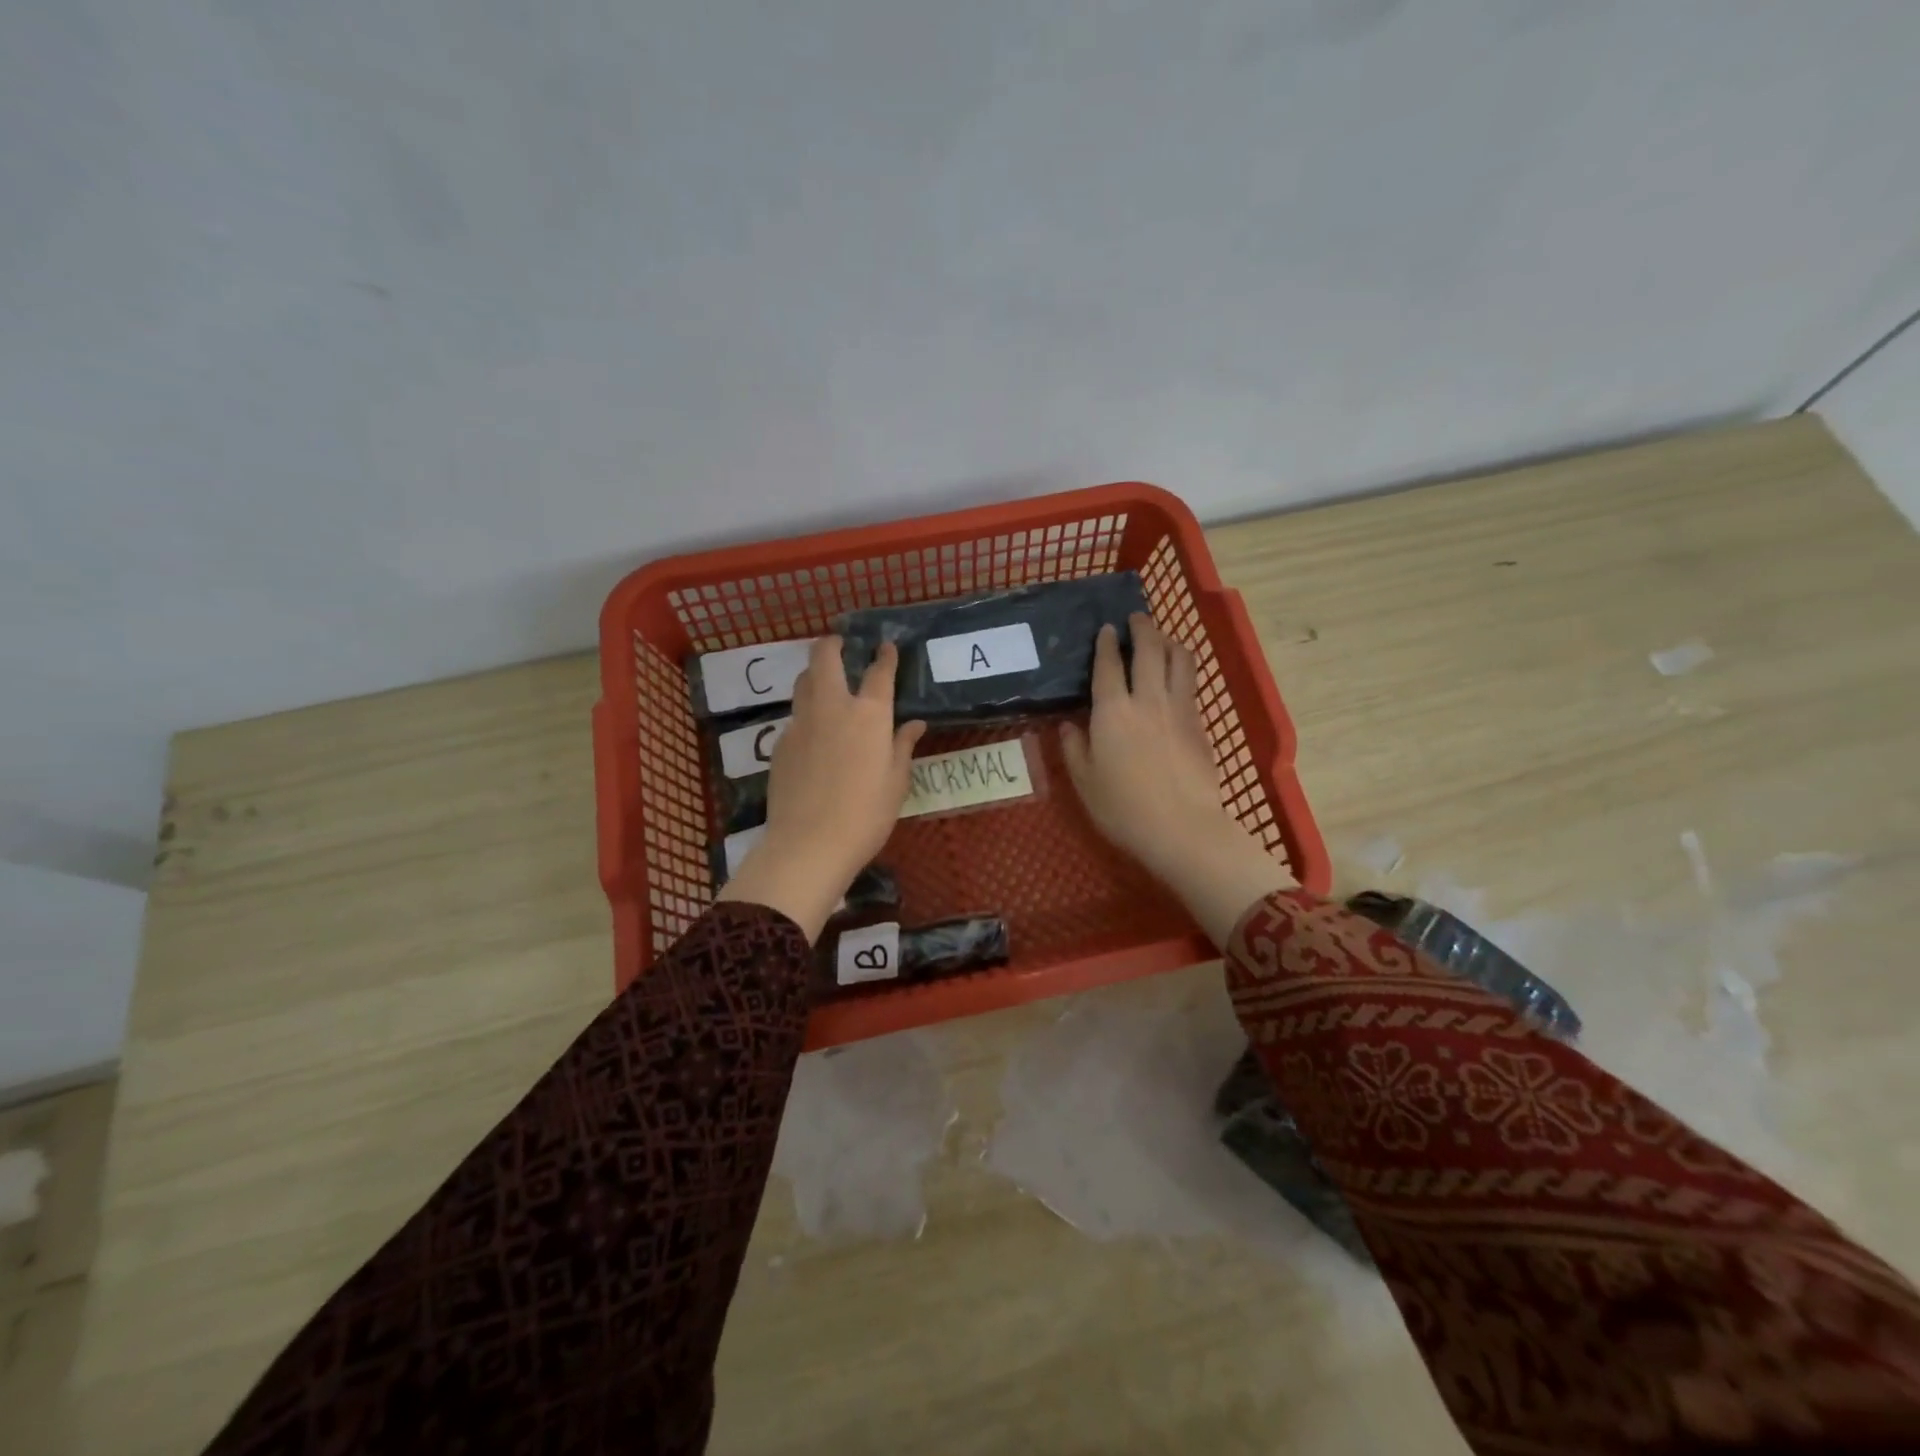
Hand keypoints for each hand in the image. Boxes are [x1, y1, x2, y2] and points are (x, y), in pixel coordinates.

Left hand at [717, 637, 925, 938]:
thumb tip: (914, 724)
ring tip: (824, 679)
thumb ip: (902, 747)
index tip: (887, 646)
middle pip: (825, 659)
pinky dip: (806, 713)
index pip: (879, 673)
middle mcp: (833, 708)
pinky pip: (795, 717)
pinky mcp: (780, 743)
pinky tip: (814, 733)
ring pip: (803, 682)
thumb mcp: (896, 783)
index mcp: (869, 715)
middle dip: (832, 644)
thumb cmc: (866, 815)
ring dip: (814, 673)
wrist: (809, 844)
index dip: (885, 657)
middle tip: (838, 642)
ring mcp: (801, 723)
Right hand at [1061, 614, 1293, 945]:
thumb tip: (1068, 726)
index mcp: (1113, 711)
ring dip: (1169, 641)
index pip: (1108, 665)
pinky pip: (1190, 685)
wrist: (1182, 827)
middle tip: (1136, 617)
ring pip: (1179, 660)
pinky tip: (1178, 676)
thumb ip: (1074, 748)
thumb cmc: (1123, 808)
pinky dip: (1183, 669)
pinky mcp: (1199, 725)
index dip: (1106, 644)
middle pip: (1148, 650)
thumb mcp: (1085, 781)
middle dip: (1142, 628)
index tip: (1106, 628)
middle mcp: (1147, 699)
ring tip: (1162, 637)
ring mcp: (1179, 709)